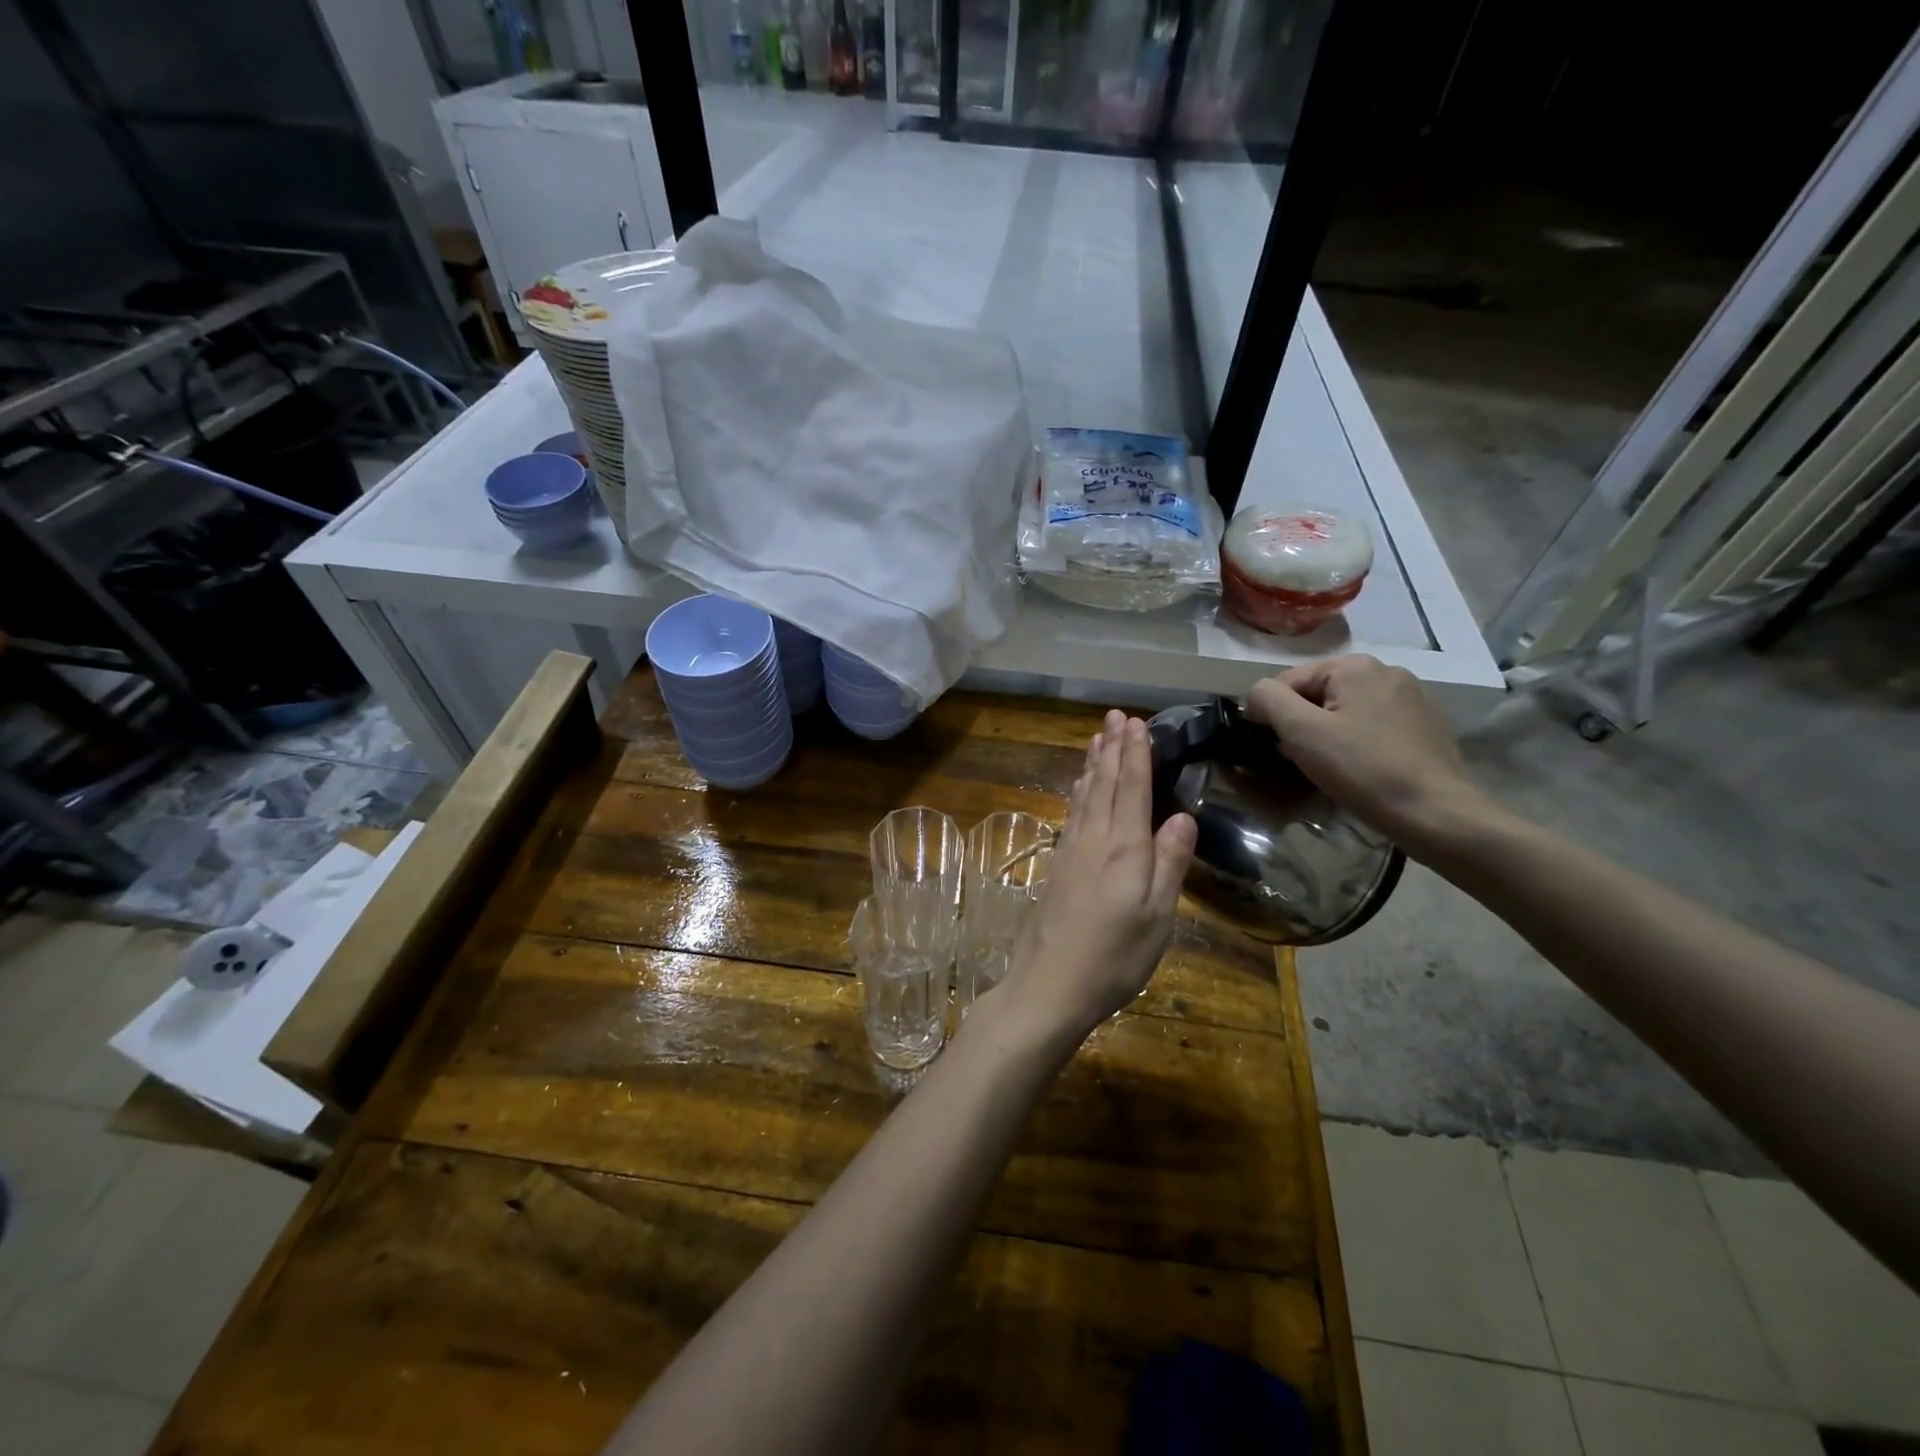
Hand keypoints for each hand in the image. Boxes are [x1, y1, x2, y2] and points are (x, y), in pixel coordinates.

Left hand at [991, 710, 1196, 1044]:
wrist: (1049, 985)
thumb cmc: (1114, 956)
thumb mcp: (1157, 916)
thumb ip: (1169, 863)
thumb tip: (1182, 816)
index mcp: (1123, 848)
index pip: (1131, 789)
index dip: (1135, 754)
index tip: (1136, 723)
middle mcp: (1094, 840)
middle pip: (1104, 784)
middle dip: (1112, 748)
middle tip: (1115, 715)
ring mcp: (1071, 852)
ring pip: (1085, 796)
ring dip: (1092, 764)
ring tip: (1097, 738)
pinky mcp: (1058, 868)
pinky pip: (1071, 815)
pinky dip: (1077, 793)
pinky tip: (1078, 788)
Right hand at [1244, 655, 1487, 856]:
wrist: (1435, 814)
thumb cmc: (1363, 770)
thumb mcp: (1301, 732)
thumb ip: (1268, 700)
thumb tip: (1255, 696)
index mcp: (1355, 666)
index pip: (1287, 682)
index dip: (1273, 716)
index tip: (1280, 750)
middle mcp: (1385, 670)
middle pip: (1317, 695)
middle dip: (1302, 726)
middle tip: (1303, 762)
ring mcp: (1410, 697)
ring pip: (1344, 711)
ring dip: (1327, 735)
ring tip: (1331, 769)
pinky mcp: (1424, 725)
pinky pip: (1371, 726)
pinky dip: (1356, 743)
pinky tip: (1361, 770)